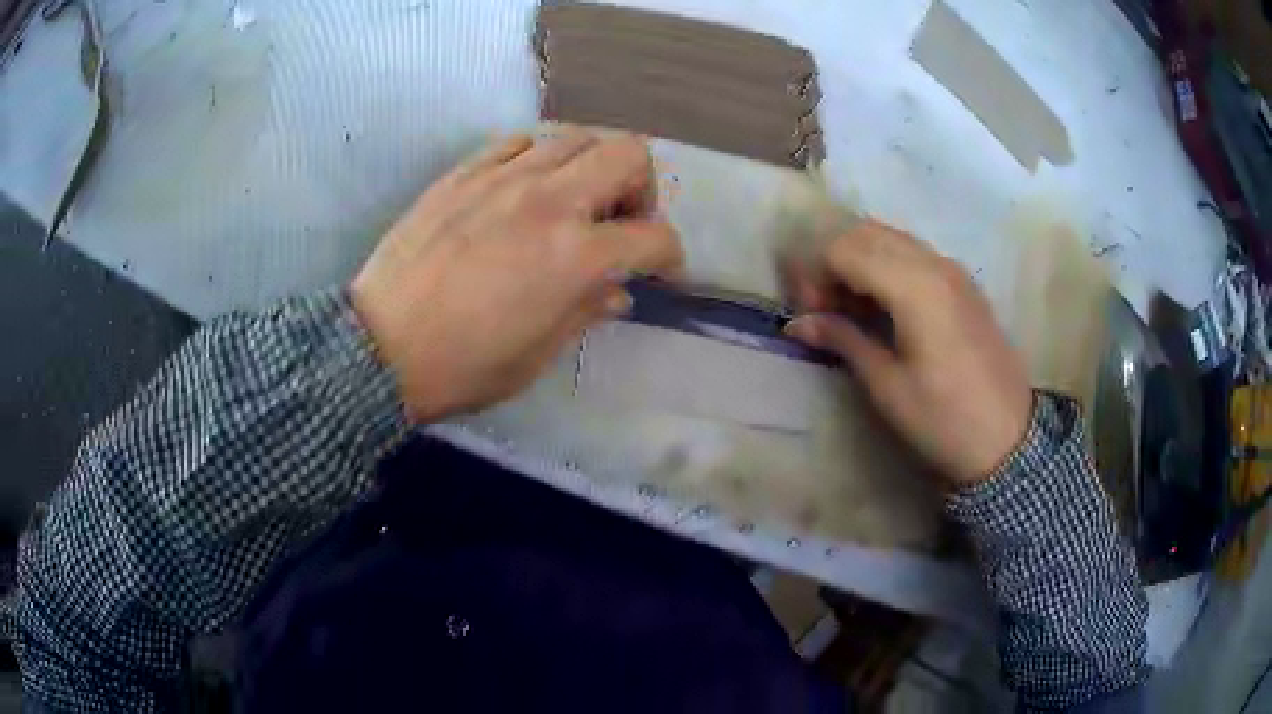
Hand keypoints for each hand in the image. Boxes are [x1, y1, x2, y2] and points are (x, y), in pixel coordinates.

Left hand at [351, 129, 683, 423]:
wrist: (379, 346)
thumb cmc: (463, 366)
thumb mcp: (538, 354)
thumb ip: (587, 310)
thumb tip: (615, 291)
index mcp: (575, 255)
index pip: (654, 236)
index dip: (670, 256)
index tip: (660, 271)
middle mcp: (549, 200)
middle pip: (628, 153)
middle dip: (640, 187)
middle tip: (620, 221)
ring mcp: (503, 177)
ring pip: (575, 136)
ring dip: (590, 166)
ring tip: (572, 201)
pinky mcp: (465, 171)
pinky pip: (520, 142)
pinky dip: (538, 159)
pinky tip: (524, 189)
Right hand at [783, 221, 1031, 485]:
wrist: (1008, 440)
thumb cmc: (944, 420)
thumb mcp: (887, 386)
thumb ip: (843, 340)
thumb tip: (797, 324)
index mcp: (915, 286)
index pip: (844, 249)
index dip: (814, 275)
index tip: (808, 315)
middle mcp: (934, 263)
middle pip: (865, 234)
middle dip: (832, 262)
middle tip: (823, 309)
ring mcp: (953, 270)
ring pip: (890, 239)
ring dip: (859, 262)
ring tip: (850, 309)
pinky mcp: (963, 283)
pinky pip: (913, 254)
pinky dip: (886, 266)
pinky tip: (883, 306)